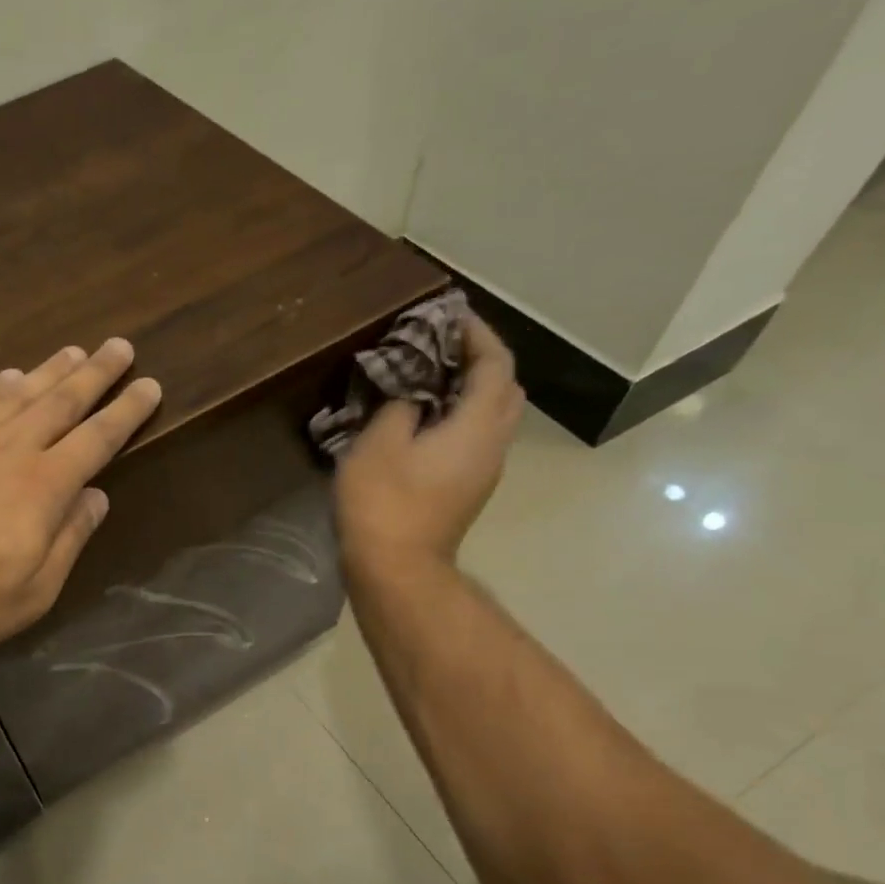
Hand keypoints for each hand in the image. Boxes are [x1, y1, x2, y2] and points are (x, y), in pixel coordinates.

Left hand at [0, 339, 161, 661]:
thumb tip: (97, 498)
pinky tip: (9, 376)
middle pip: (62, 402)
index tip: (149, 385)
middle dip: (96, 373)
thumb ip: (69, 540)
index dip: (126, 411)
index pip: (97, 439)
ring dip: (51, 371)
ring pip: (18, 394)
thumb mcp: (31, 592)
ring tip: (75, 351)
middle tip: (120, 345)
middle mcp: (10, 451)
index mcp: (44, 488)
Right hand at [335, 311, 523, 572]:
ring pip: (493, 415)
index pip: (496, 364)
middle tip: (441, 345)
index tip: (450, 315)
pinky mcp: (468, 488)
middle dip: (481, 359)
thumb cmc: (384, 502)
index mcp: (477, 426)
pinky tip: (424, 416)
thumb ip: (400, 405)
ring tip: (429, 376)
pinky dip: (460, 413)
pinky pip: (476, 436)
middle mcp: (493, 444)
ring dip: (471, 388)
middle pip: (505, 388)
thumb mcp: (379, 443)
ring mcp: (484, 470)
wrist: (396, 568)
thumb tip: (412, 393)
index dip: (477, 334)